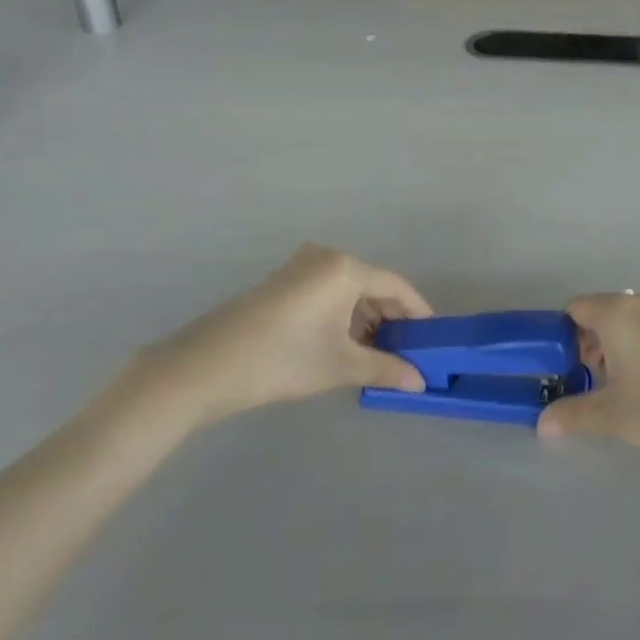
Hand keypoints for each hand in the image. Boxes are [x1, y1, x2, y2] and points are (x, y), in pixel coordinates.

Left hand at [128, 245, 432, 430]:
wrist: (206, 367)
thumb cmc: (283, 360)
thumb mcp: (340, 366)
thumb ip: (385, 368)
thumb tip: (421, 382)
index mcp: (345, 268)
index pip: (396, 286)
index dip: (417, 311)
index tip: (433, 337)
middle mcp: (327, 257)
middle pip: (372, 285)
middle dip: (391, 318)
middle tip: (407, 351)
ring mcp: (301, 266)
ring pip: (348, 290)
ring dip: (366, 319)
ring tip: (378, 354)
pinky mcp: (283, 281)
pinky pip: (327, 291)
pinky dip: (342, 315)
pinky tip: (345, 344)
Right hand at [538, 293, 639, 503]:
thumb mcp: (614, 417)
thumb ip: (573, 414)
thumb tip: (542, 423)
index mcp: (619, 312)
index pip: (575, 309)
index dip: (561, 336)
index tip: (559, 368)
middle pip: (600, 312)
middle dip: (587, 344)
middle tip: (585, 383)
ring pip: (625, 322)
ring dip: (612, 348)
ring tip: (613, 390)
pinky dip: (636, 348)